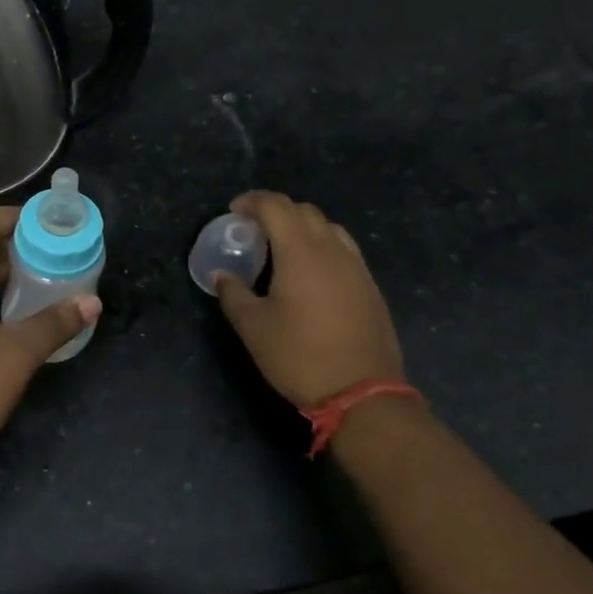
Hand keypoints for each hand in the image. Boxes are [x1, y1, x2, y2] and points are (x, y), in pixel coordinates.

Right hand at [215, 191, 404, 408]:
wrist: (362, 392)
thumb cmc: (300, 356)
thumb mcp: (254, 328)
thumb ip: (234, 294)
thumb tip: (222, 276)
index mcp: (300, 252)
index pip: (276, 206)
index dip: (252, 201)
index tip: (234, 211)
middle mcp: (332, 250)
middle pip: (304, 211)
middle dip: (277, 211)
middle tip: (254, 229)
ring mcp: (356, 267)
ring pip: (328, 228)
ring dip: (302, 227)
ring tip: (283, 249)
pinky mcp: (370, 286)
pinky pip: (344, 250)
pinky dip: (322, 247)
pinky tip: (311, 274)